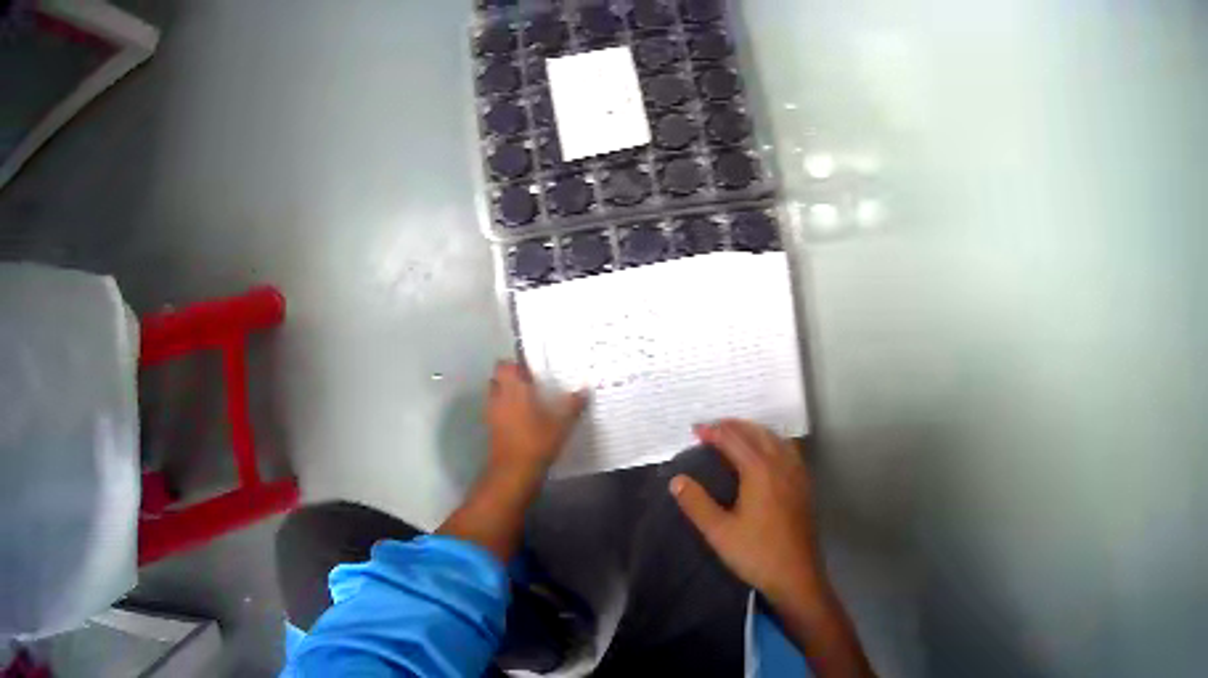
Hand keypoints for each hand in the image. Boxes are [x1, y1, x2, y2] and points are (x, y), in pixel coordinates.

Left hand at [486, 361, 586, 477]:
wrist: (514, 472)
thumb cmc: (536, 442)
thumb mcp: (562, 425)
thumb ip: (573, 405)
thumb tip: (585, 390)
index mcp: (513, 389)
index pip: (505, 365)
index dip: (516, 363)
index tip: (532, 368)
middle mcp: (499, 397)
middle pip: (498, 377)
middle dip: (511, 377)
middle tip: (531, 383)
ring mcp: (492, 413)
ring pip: (495, 393)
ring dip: (507, 393)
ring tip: (528, 400)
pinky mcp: (491, 428)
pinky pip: (496, 410)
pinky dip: (505, 410)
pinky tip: (523, 419)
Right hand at [670, 419, 822, 603]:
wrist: (796, 576)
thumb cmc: (756, 554)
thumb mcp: (719, 532)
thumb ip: (697, 503)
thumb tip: (677, 480)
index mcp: (760, 471)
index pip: (734, 440)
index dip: (713, 432)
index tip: (694, 430)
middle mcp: (781, 465)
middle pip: (757, 433)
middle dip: (734, 426)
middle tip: (711, 428)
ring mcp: (797, 475)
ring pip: (776, 439)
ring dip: (754, 431)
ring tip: (736, 435)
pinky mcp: (804, 486)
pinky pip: (788, 451)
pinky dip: (772, 442)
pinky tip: (767, 454)